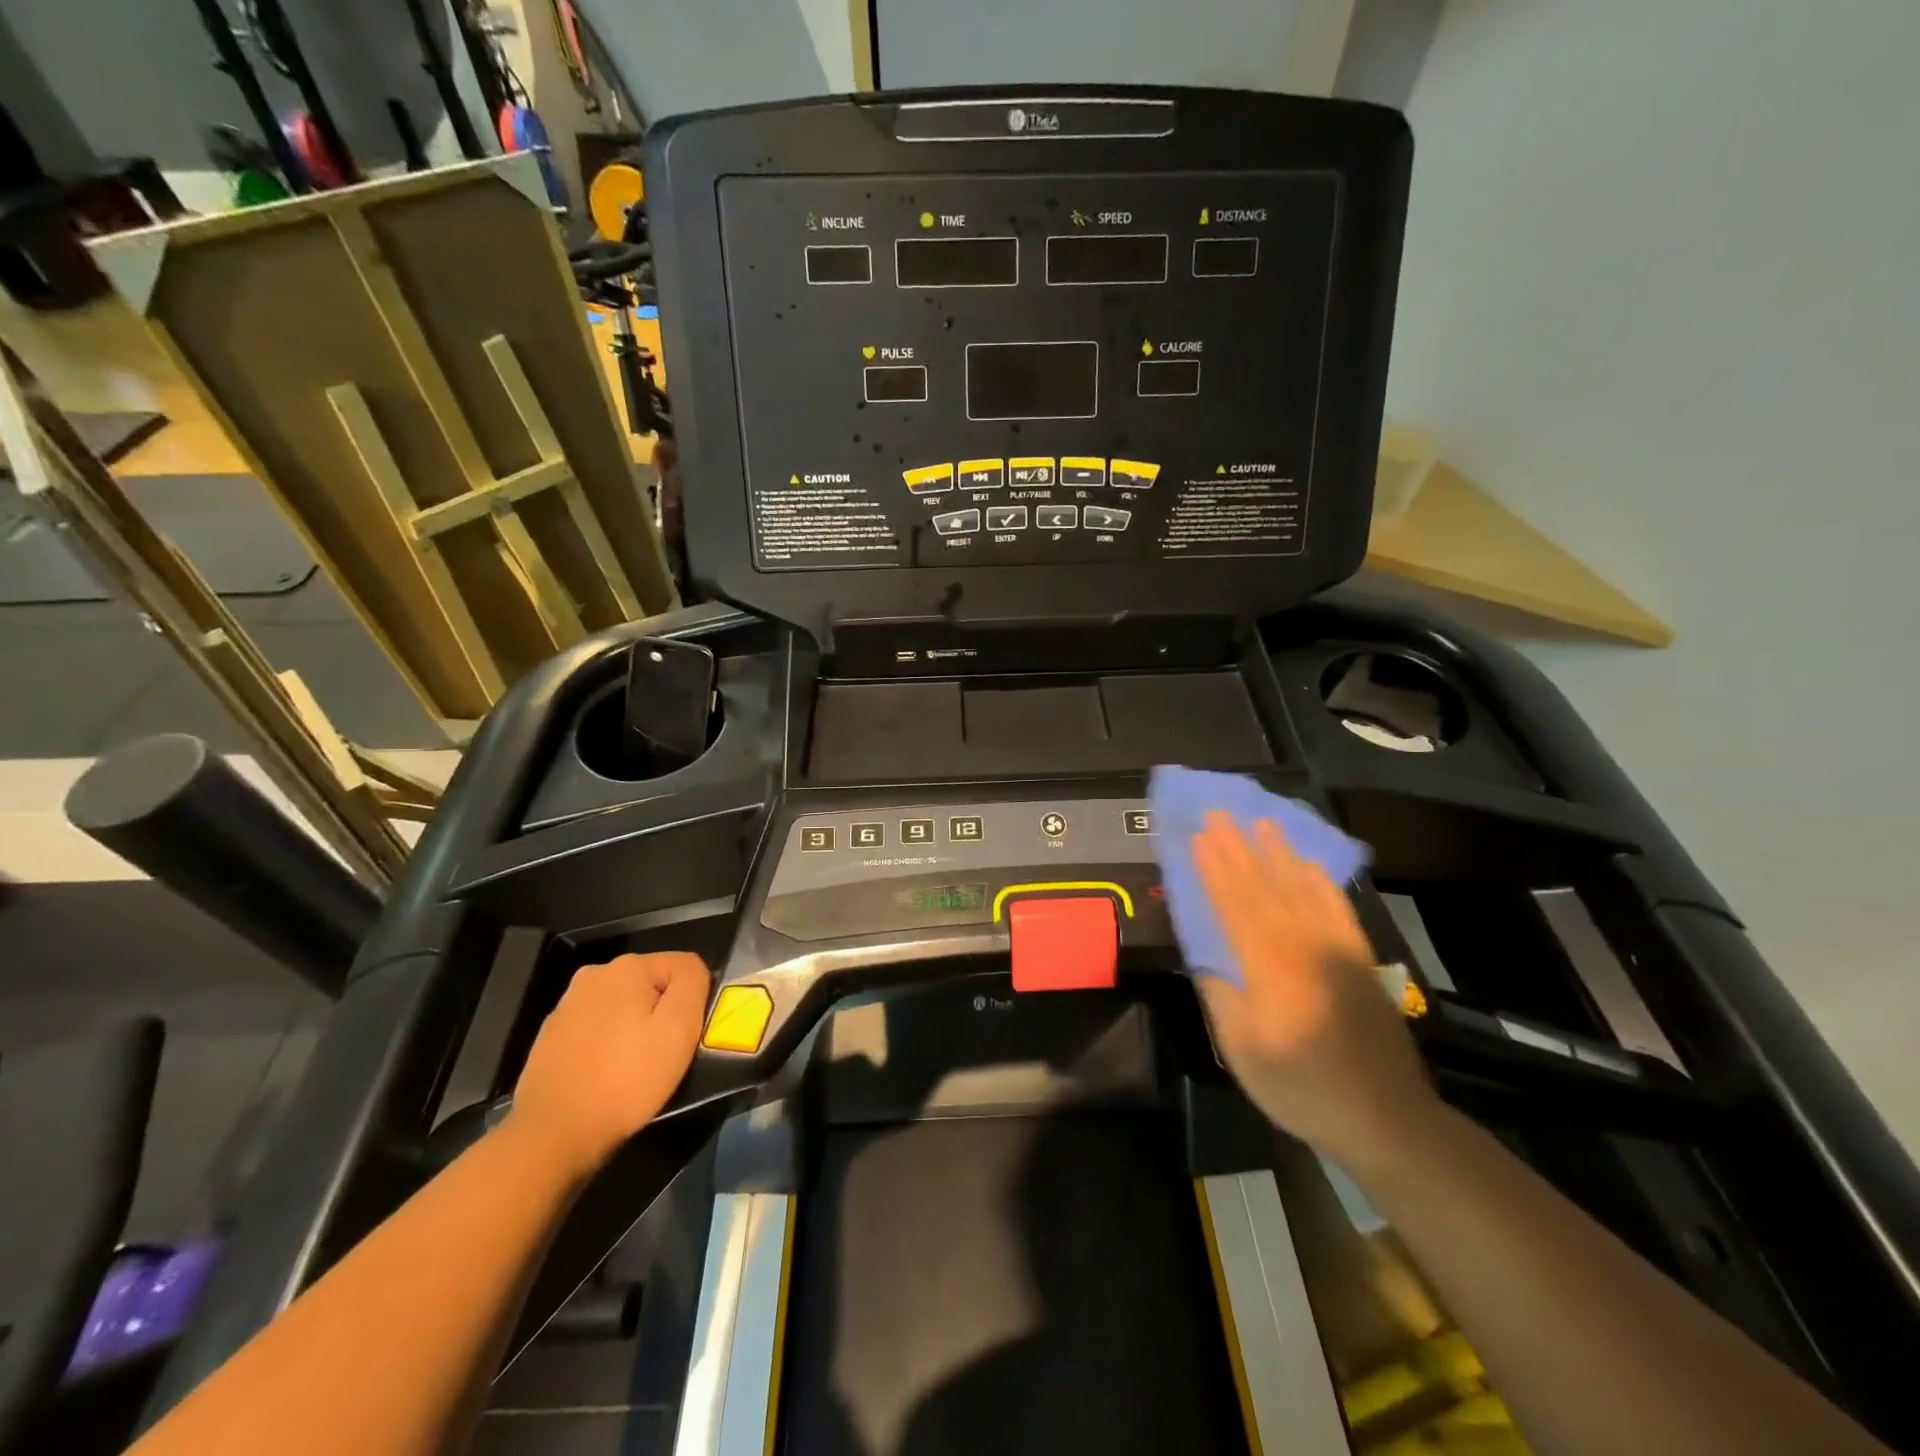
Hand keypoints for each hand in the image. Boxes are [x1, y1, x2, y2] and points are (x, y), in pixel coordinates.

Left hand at [508, 952, 710, 1177]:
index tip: (682, 1037)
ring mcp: (566, 1006)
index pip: (683, 967)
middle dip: (660, 1014)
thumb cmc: (626, 1079)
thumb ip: (693, 982)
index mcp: (627, 966)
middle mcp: (593, 975)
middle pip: (651, 985)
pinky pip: (596, 1030)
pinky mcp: (550, 1037)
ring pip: (623, 1008)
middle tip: (660, 1055)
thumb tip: (691, 971)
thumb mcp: (679, 1027)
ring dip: (633, 1029)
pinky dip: (606, 1046)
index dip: (692, 1001)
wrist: (553, 1136)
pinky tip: (603, 1076)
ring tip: (631, 1070)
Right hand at [1192, 813, 1440, 1173]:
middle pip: (1264, 887)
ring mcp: (1336, 949)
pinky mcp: (1360, 958)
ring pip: (1301, 888)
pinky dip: (1319, 880)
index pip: (1234, 905)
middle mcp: (1302, 945)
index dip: (1213, 869)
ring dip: (1277, 853)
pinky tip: (1308, 864)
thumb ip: (1222, 997)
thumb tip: (1206, 957)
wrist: (1385, 1118)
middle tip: (1218, 814)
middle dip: (1238, 848)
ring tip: (1260, 822)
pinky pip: (1336, 907)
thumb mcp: (1243, 1051)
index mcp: (1268, 967)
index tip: (1197, 836)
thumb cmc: (1302, 1087)